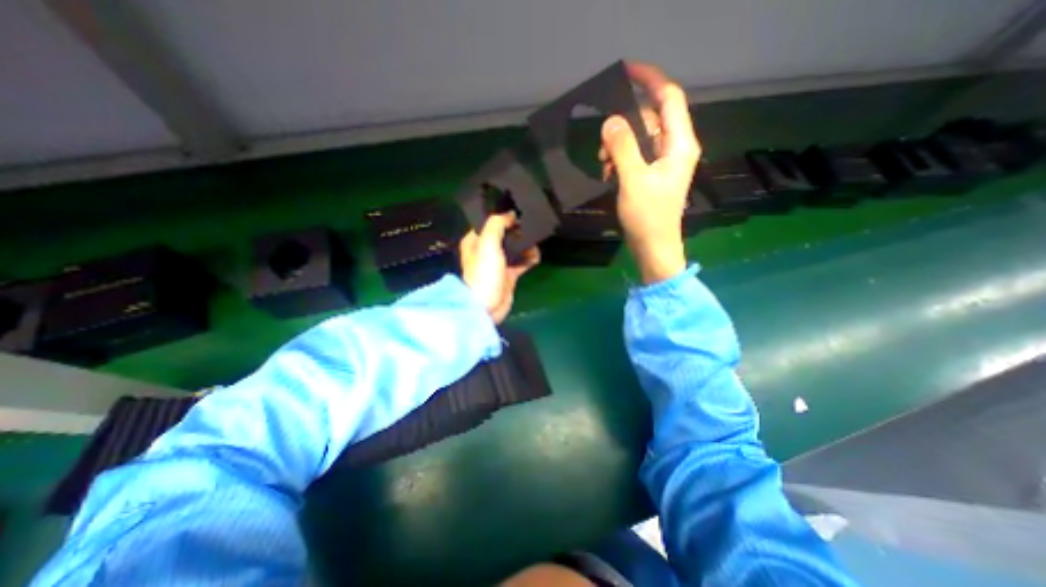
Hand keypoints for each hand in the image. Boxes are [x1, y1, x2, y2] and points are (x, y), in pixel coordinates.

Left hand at [459, 214, 538, 325]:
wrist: (488, 306)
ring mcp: (498, 263)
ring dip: (525, 244)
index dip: (503, 216)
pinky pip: (521, 261)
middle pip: (504, 234)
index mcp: (475, 241)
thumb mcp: (488, 243)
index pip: (489, 222)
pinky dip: (529, 258)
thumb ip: (497, 224)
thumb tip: (511, 214)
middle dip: (517, 231)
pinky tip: (536, 256)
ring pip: (514, 247)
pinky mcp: (509, 274)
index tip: (518, 212)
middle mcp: (485, 250)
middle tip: (530, 226)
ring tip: (535, 242)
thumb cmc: (484, 273)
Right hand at [597, 60, 700, 284]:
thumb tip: (611, 120)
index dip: (649, 80)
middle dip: (624, 126)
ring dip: (619, 145)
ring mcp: (663, 163)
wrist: (653, 248)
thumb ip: (623, 148)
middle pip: (650, 119)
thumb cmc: (648, 217)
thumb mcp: (633, 180)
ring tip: (603, 164)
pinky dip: (620, 159)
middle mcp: (675, 148)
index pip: (668, 98)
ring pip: (640, 138)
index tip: (625, 72)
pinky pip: (635, 155)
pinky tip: (608, 173)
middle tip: (602, 145)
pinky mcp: (652, 175)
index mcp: (679, 144)